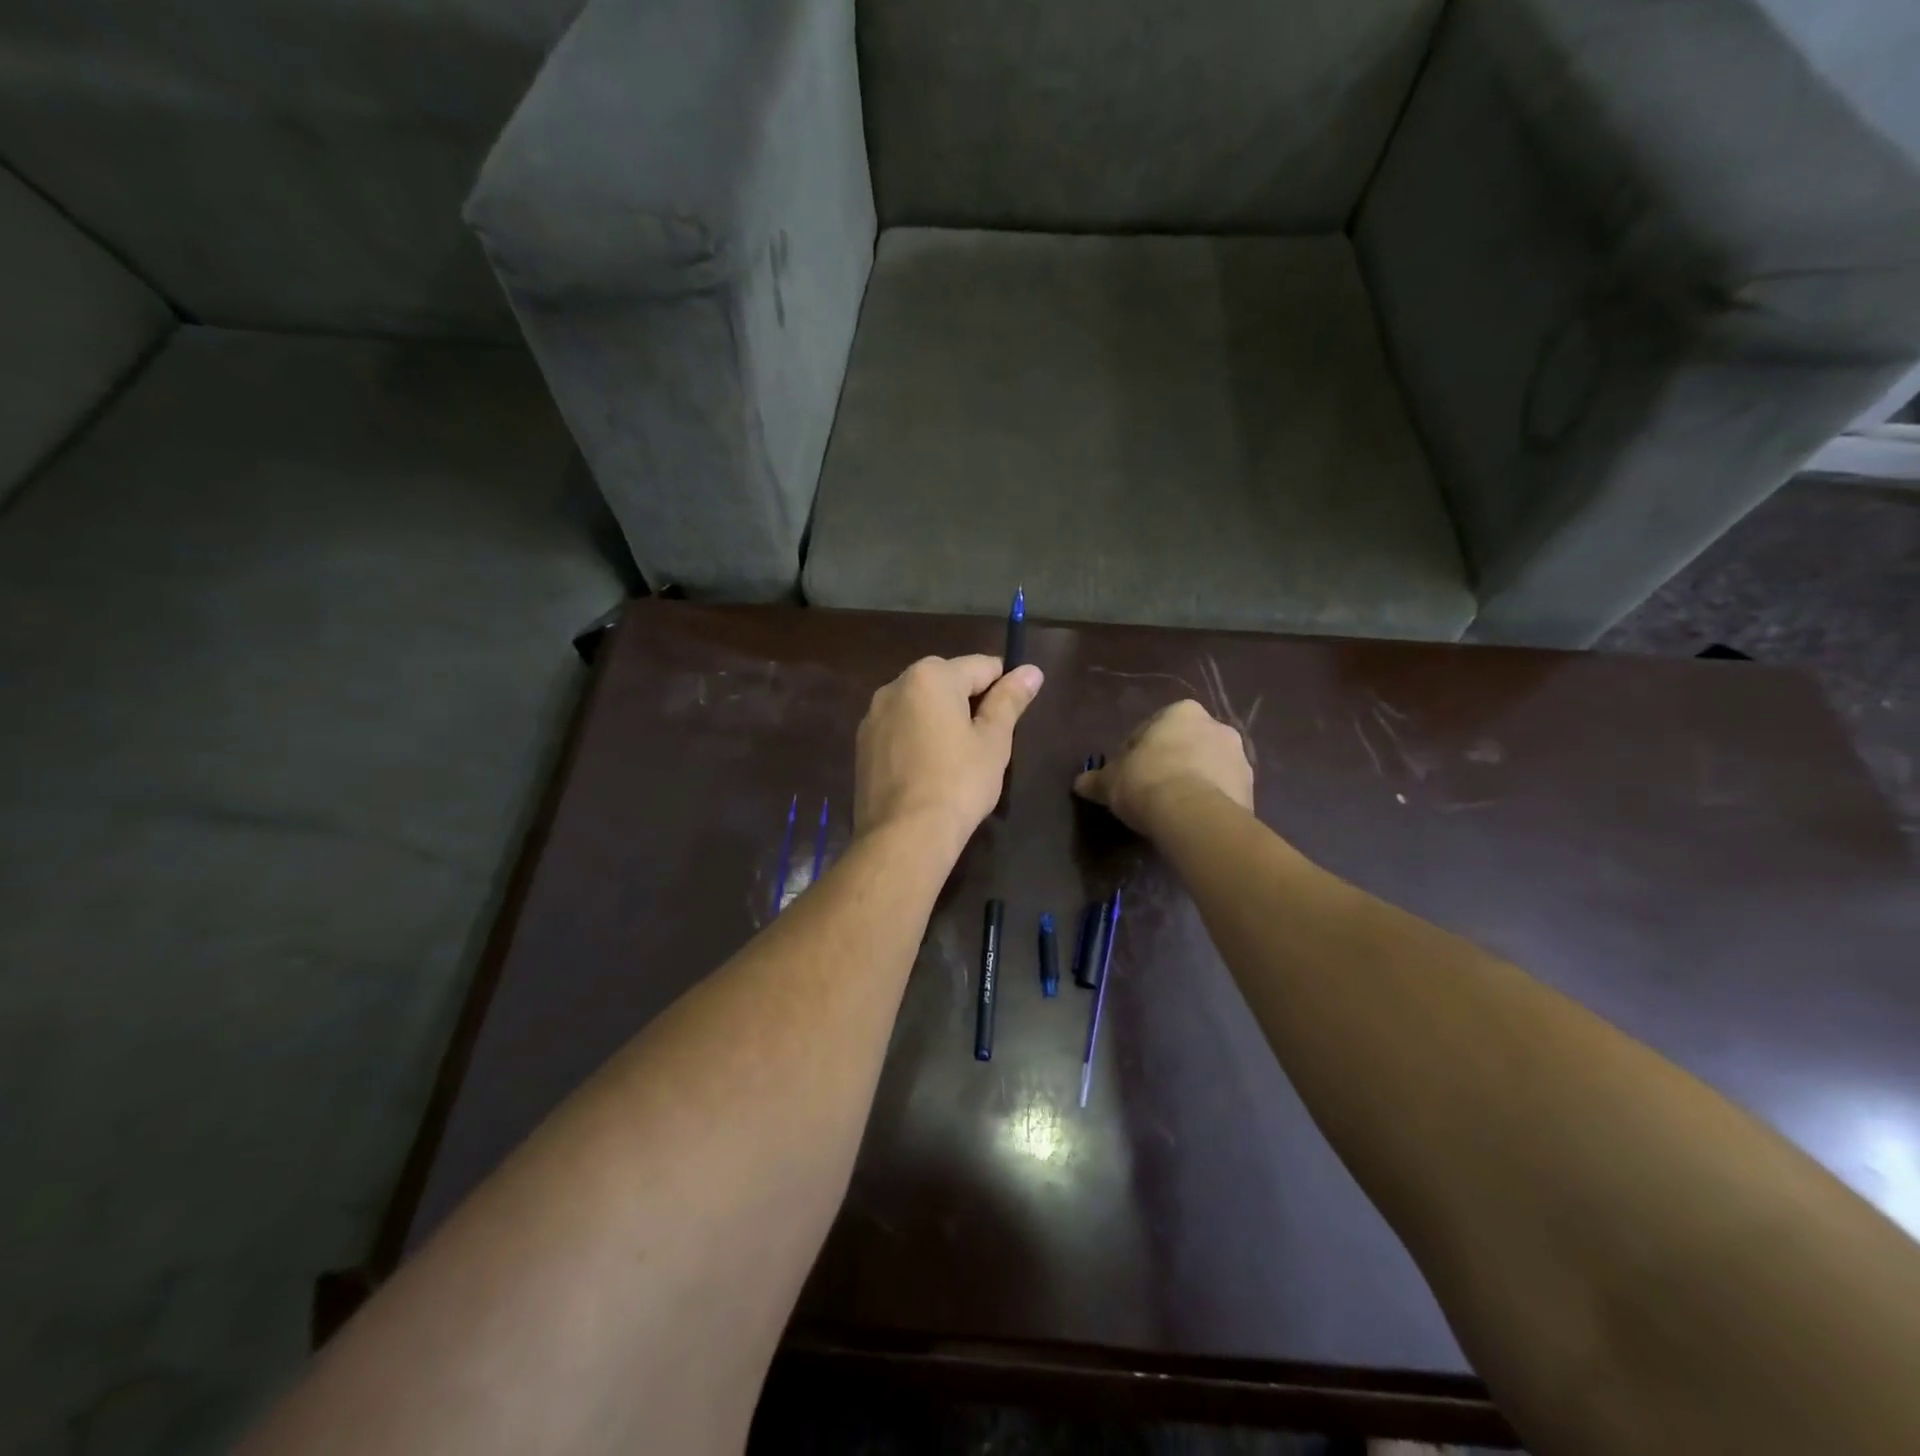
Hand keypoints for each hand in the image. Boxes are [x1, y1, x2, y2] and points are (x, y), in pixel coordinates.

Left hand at [855, 655, 1044, 855]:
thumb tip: (1031, 670)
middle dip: (969, 702)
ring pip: (920, 705)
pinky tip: (927, 770)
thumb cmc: (958, 783)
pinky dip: (916, 738)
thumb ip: (1010, 699)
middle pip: (946, 681)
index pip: (981, 666)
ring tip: (956, 759)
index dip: (1003, 688)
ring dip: (940, 719)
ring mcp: (873, 716)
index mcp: (931, 676)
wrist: (904, 835)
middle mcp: (895, 686)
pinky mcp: (863, 745)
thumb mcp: (993, 740)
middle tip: (986, 742)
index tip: (1012, 717)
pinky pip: (899, 728)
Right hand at [1074, 700, 1252, 836]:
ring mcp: (1239, 757)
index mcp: (1181, 712)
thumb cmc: (1146, 781)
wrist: (1194, 815)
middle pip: (1183, 745)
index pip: (1150, 730)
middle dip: (1169, 763)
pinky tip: (1189, 820)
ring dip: (1191, 782)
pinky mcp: (1251, 789)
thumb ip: (1095, 780)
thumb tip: (1080, 783)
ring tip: (1170, 810)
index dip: (1134, 754)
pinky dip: (1207, 801)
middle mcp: (1216, 726)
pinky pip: (1221, 792)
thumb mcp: (1110, 781)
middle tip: (1148, 791)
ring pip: (1206, 768)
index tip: (1125, 776)